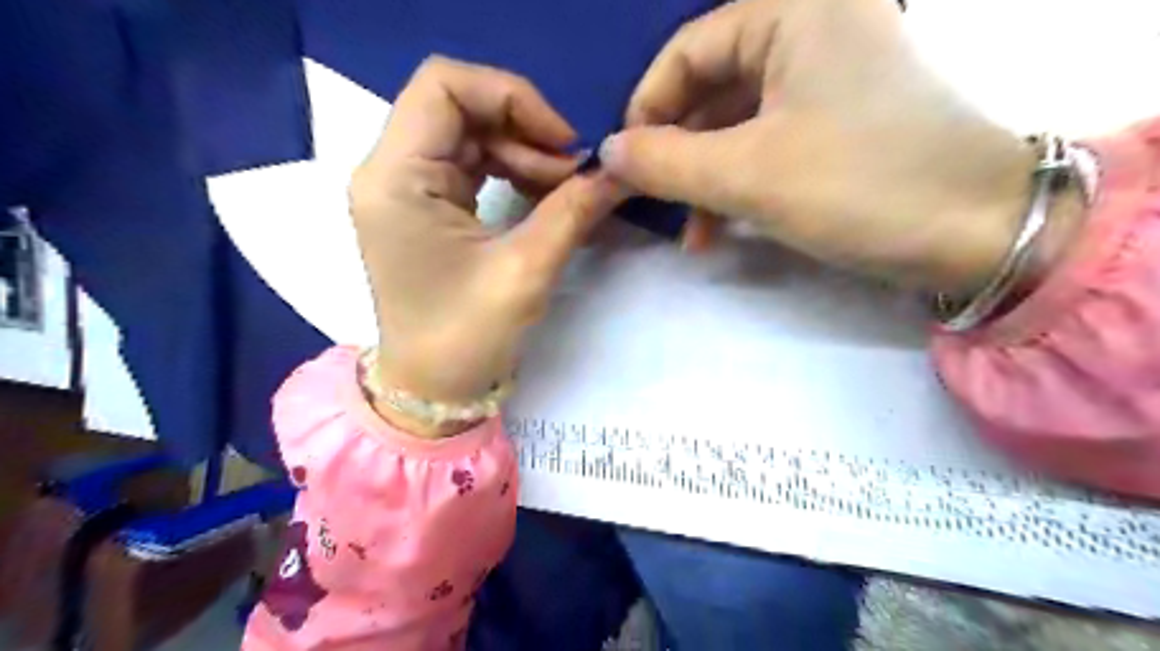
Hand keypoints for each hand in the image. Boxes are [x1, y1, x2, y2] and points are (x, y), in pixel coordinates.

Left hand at [352, 56, 624, 431]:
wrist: (432, 389)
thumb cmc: (466, 337)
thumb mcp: (526, 271)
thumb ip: (573, 210)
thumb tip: (620, 170)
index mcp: (395, 178)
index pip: (445, 85)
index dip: (511, 98)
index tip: (563, 142)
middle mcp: (389, 170)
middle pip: (459, 106)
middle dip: (524, 130)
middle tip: (573, 173)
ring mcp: (404, 187)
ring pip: (468, 132)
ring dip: (522, 151)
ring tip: (564, 188)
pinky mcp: (423, 205)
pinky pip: (469, 161)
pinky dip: (510, 168)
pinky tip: (541, 194)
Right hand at [598, 0, 1042, 291]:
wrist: (977, 232)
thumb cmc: (860, 186)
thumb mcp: (747, 175)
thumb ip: (664, 161)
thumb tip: (607, 153)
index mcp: (793, 12)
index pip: (686, 50)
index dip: (647, 108)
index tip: (625, 165)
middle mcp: (810, 30)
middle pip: (709, 88)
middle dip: (676, 151)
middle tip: (653, 201)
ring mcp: (826, 78)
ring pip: (734, 122)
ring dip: (703, 176)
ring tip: (690, 232)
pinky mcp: (836, 121)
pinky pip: (764, 141)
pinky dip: (735, 182)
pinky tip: (720, 227)